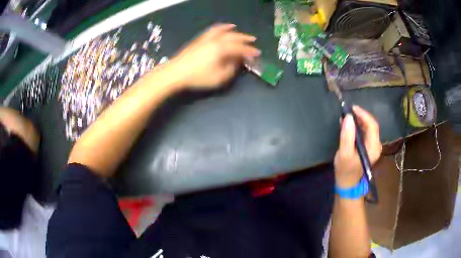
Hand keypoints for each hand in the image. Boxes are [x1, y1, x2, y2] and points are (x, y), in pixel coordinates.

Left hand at [168, 23, 260, 89]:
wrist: (176, 72)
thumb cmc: (198, 77)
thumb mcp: (219, 77)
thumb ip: (232, 69)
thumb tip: (237, 61)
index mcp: (223, 49)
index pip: (240, 49)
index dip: (250, 51)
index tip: (258, 53)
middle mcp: (217, 40)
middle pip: (234, 37)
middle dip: (245, 39)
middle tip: (253, 41)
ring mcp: (207, 38)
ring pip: (224, 31)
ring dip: (235, 32)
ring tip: (240, 31)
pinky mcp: (200, 39)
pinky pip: (213, 30)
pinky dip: (221, 27)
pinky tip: (225, 27)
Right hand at [334, 106, 381, 187]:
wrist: (347, 184)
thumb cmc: (346, 170)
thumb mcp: (344, 154)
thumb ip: (347, 136)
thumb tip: (348, 117)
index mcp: (373, 147)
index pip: (372, 125)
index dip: (363, 114)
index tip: (352, 108)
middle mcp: (376, 145)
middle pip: (372, 125)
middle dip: (361, 116)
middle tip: (348, 111)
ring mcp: (374, 146)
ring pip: (369, 128)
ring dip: (360, 120)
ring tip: (348, 116)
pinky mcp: (369, 147)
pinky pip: (366, 132)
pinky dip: (359, 126)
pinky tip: (351, 125)